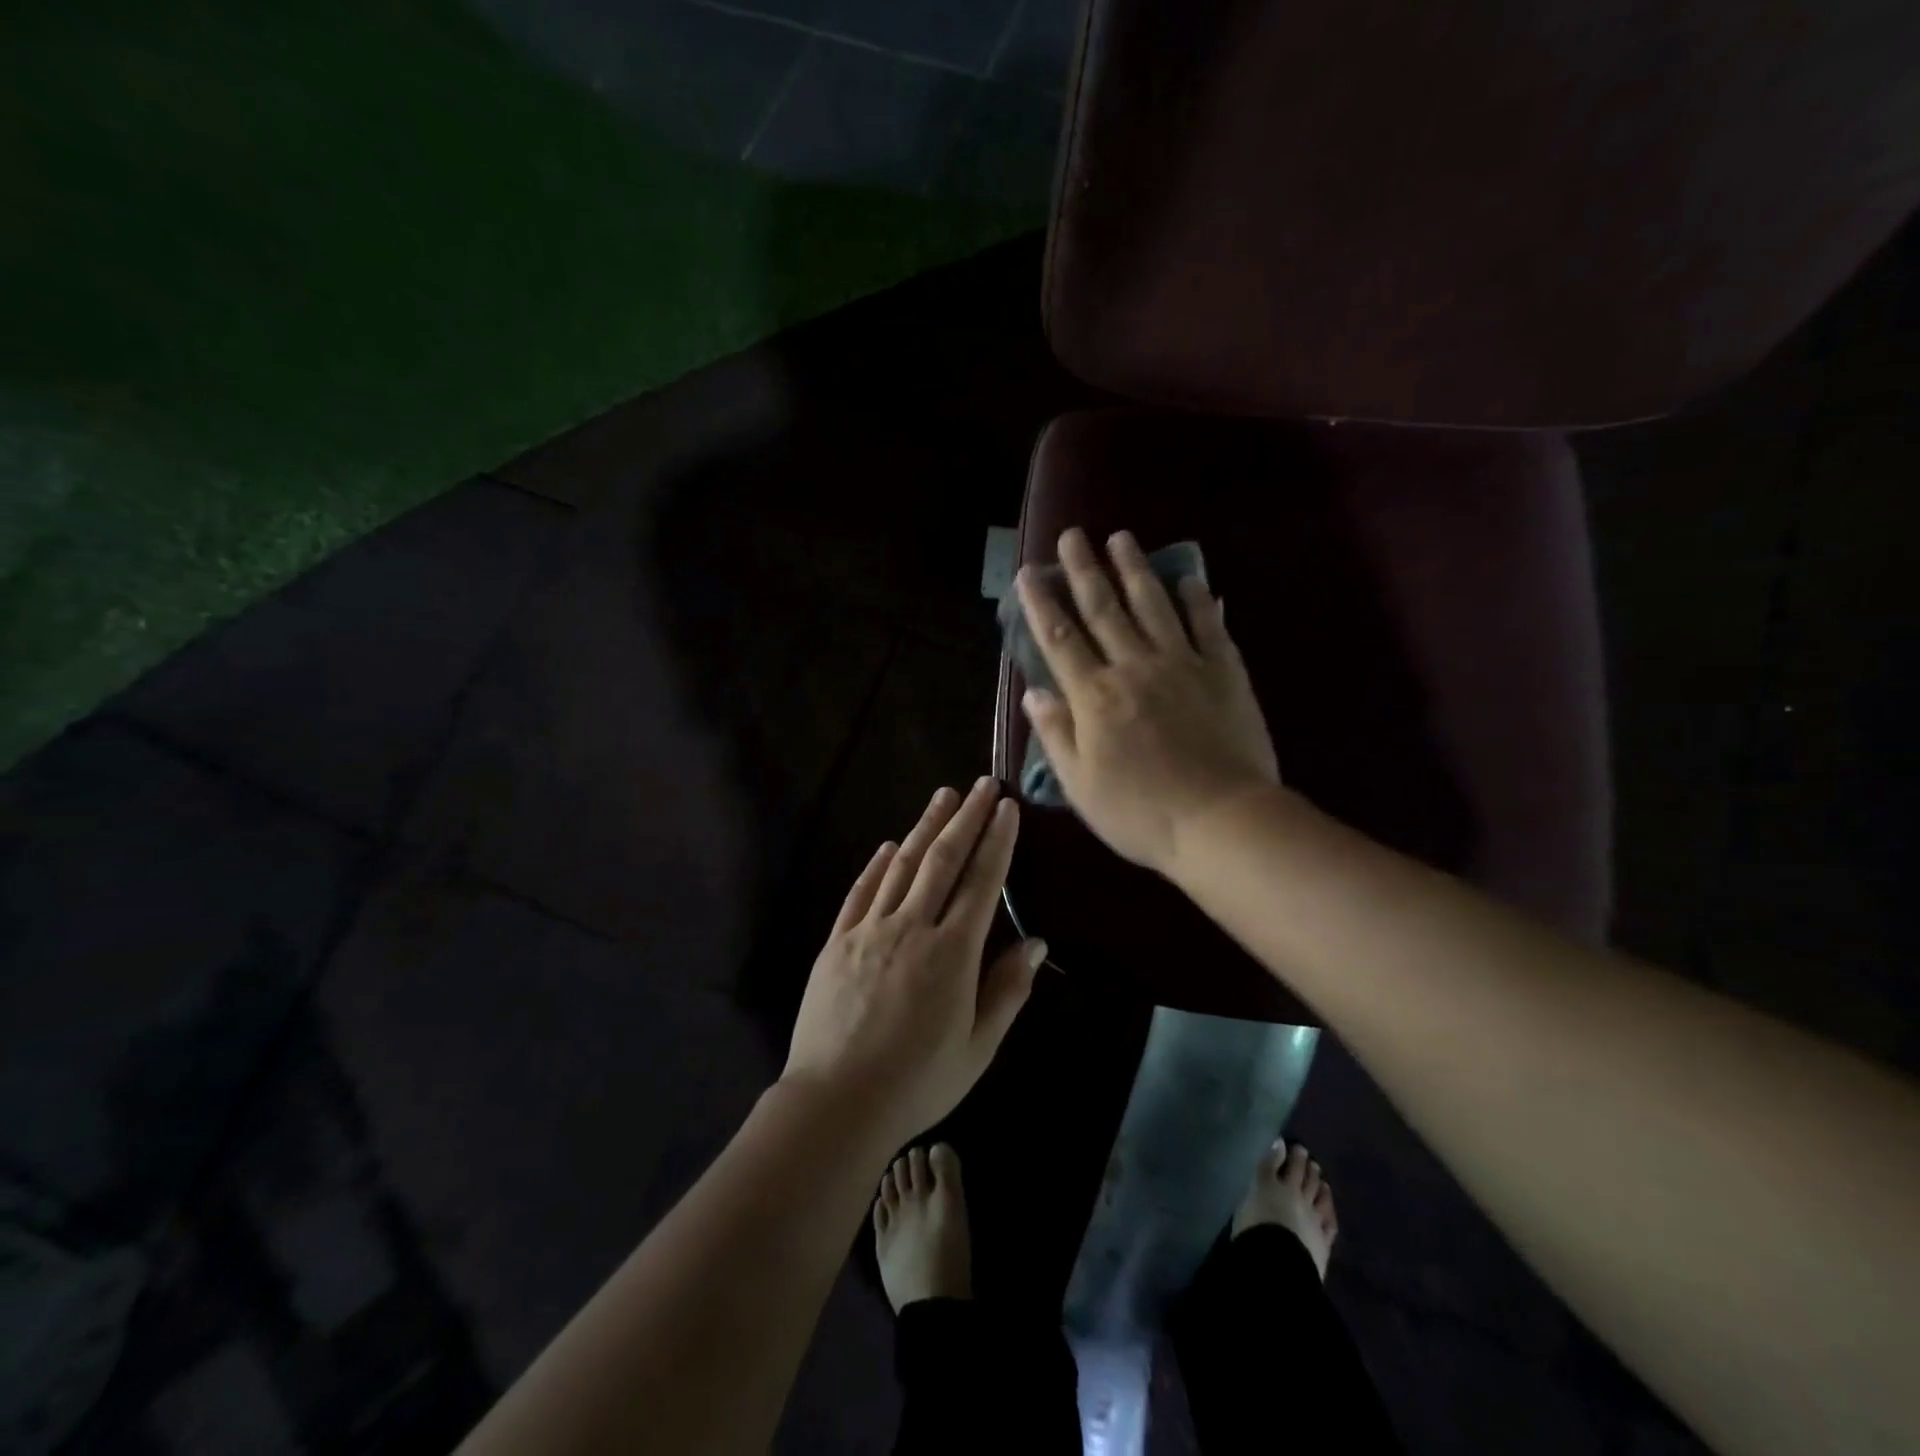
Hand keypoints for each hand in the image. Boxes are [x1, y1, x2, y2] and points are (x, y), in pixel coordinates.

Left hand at [782, 778, 1046, 1144]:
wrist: (835, 1103)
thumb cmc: (917, 1082)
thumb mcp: (978, 1048)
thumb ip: (1007, 990)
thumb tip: (1034, 942)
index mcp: (951, 953)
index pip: (981, 882)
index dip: (997, 841)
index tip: (1007, 808)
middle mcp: (911, 928)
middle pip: (943, 860)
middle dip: (965, 818)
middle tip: (981, 784)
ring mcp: (869, 931)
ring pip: (902, 866)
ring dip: (925, 828)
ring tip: (942, 796)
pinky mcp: (837, 942)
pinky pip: (860, 893)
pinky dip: (877, 865)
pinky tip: (890, 846)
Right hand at [1015, 527, 1280, 874]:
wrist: (1220, 821)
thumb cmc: (1141, 812)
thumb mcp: (1080, 785)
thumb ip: (1056, 734)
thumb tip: (1033, 692)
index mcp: (1095, 696)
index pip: (1060, 639)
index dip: (1041, 603)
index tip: (1029, 572)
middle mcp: (1134, 667)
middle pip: (1103, 609)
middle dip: (1084, 570)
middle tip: (1072, 535)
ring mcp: (1182, 664)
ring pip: (1153, 605)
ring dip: (1135, 569)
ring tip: (1122, 538)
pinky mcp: (1223, 672)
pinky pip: (1207, 625)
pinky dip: (1197, 600)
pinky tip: (1189, 578)